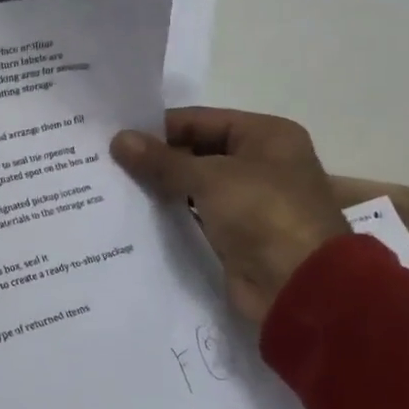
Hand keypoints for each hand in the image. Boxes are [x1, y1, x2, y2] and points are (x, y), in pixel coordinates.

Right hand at [111, 108, 346, 327]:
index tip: (115, 136)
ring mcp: (249, 201)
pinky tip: (135, 214)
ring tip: (113, 185)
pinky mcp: (236, 234)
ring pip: (194, 185)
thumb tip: (119, 140)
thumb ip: (162, 160)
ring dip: (161, 187)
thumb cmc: (262, 214)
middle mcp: (260, 163)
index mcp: (266, 136)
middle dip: (157, 158)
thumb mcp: (209, 178)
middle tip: (108, 161)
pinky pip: (196, 215)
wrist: (299, 287)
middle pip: (197, 151)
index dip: (159, 128)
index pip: (201, 120)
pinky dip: (171, 214)